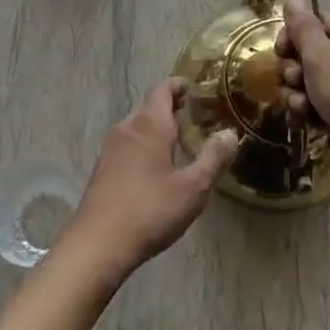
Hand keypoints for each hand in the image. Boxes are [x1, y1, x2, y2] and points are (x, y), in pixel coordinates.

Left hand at [63, 79, 237, 285]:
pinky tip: (156, 167)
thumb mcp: (192, 188)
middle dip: (170, 108)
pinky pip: (128, 144)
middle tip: (193, 116)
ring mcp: (111, 148)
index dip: (178, 85)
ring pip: (137, 126)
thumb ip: (213, 158)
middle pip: (150, 106)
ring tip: (179, 141)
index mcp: (149, 125)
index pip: (163, 90)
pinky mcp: (103, 168)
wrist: (98, 243)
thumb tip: (230, 134)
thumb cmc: (150, 210)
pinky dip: (144, 144)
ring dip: (157, 127)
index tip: (194, 88)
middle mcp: (128, 128)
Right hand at [275, 0, 329, 206]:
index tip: (281, 50)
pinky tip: (307, 123)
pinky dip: (306, 112)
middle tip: (296, 81)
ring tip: (303, 107)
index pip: (314, 22)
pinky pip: (314, 105)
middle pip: (307, 52)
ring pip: (306, 81)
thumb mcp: (322, 56)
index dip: (292, 34)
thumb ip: (303, 27)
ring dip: (296, 93)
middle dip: (293, 68)